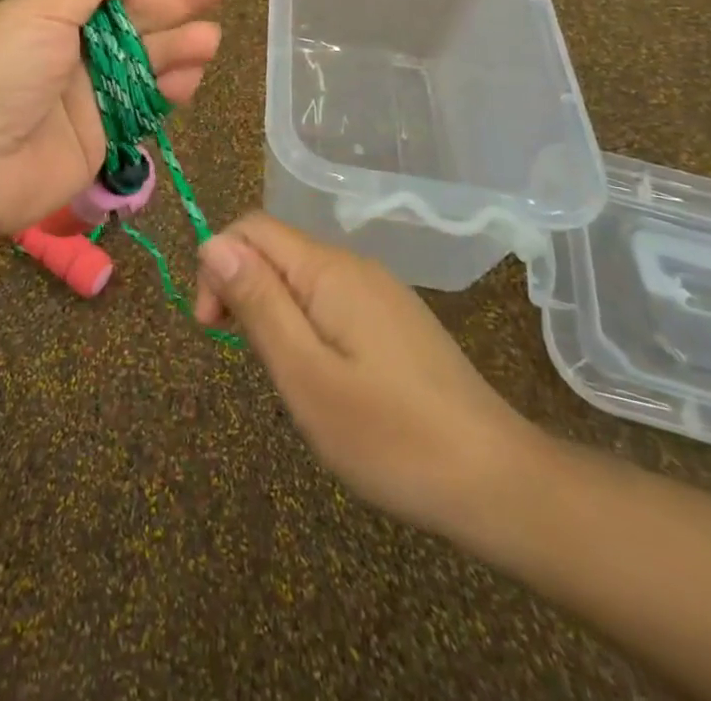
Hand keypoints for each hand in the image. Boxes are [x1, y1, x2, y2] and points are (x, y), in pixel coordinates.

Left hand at [0, 0, 245, 242]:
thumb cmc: (2, 72)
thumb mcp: (40, 11)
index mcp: (55, 11)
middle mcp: (77, 46)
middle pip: (141, 14)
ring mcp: (92, 92)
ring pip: (150, 59)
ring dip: (182, 44)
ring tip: (212, 36)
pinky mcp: (105, 134)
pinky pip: (147, 104)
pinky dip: (171, 89)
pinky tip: (195, 75)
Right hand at [195, 215, 545, 534]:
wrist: (499, 483)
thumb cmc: (391, 435)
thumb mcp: (306, 375)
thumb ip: (258, 303)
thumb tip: (213, 243)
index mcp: (329, 269)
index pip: (251, 229)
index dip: (218, 265)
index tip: (212, 327)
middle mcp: (354, 266)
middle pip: (276, 250)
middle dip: (243, 290)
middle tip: (248, 360)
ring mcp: (380, 292)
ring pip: (301, 278)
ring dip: (273, 312)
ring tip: (286, 377)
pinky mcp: (395, 320)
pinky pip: (330, 301)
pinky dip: (305, 326)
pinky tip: (323, 378)